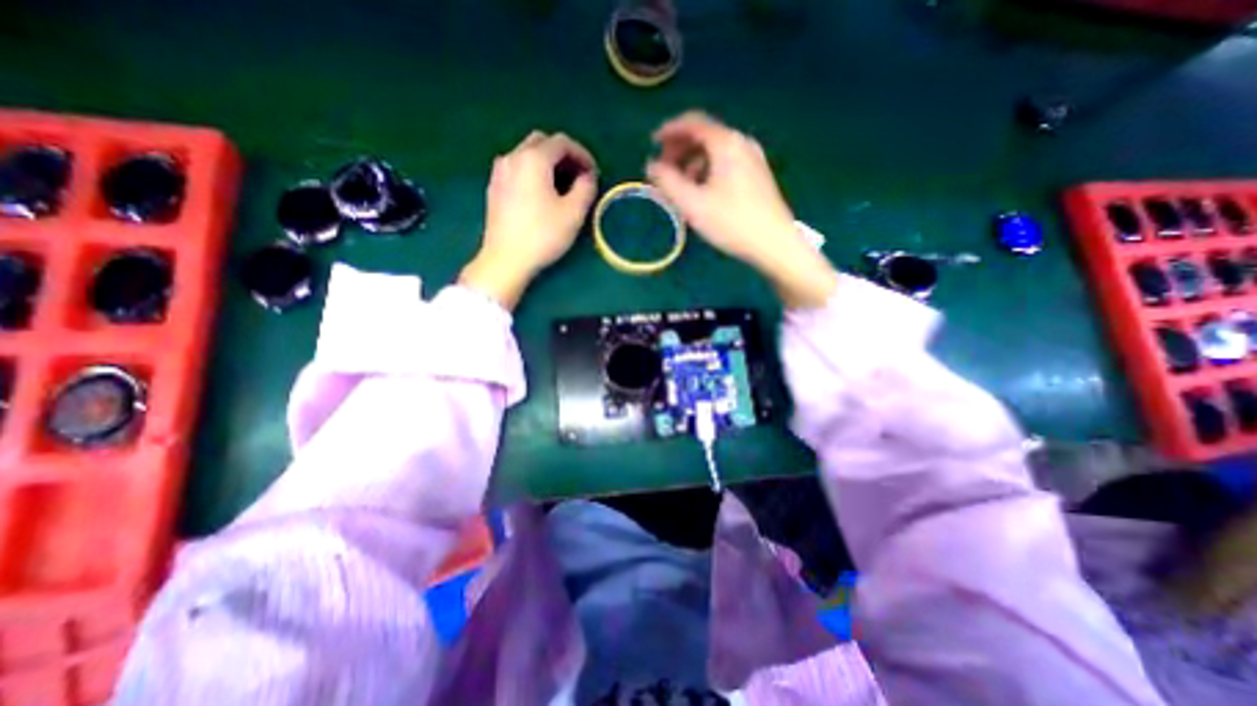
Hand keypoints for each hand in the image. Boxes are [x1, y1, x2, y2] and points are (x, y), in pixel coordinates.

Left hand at [461, 134, 598, 308]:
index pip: (562, 142)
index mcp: (533, 159)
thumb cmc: (542, 235)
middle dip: (564, 155)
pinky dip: (533, 172)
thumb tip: (587, 177)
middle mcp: (513, 157)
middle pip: (542, 142)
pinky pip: (517, 168)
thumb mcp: (573, 213)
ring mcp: (500, 172)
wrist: (505, 259)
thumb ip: (586, 188)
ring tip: (562, 186)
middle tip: (578, 176)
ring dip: (548, 163)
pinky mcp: (494, 187)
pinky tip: (541, 194)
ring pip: (527, 154)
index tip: (594, 173)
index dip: (582, 154)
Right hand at [643, 110, 836, 306]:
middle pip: (704, 135)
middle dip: (679, 148)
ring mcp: (753, 158)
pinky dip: (708, 169)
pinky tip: (702, 192)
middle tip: (663, 169)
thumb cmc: (731, 222)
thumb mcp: (692, 204)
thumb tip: (651, 166)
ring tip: (680, 186)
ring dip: (692, 162)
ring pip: (715, 150)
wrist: (774, 243)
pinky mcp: (758, 174)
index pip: (692, 122)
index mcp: (726, 143)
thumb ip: (667, 182)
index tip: (652, 143)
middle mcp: (741, 142)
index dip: (669, 130)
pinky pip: (726, 162)